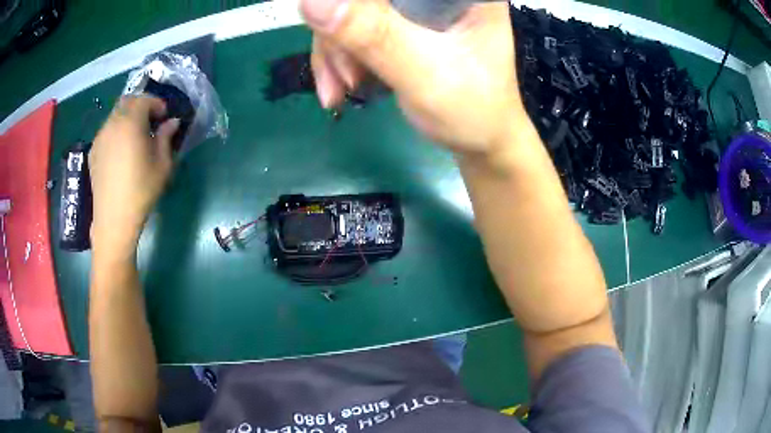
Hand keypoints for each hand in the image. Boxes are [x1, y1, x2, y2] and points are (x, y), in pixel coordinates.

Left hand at [89, 96, 178, 255]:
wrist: (114, 218)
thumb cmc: (141, 190)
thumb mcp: (162, 164)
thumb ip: (166, 137)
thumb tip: (171, 123)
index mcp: (131, 123)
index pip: (144, 100)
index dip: (157, 104)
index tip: (165, 116)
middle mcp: (112, 124)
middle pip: (127, 102)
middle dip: (141, 106)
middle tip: (150, 122)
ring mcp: (100, 137)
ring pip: (115, 116)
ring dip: (127, 118)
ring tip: (135, 137)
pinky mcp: (93, 152)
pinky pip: (106, 131)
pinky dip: (116, 131)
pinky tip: (121, 151)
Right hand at [301, 0, 523, 154]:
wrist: (480, 141)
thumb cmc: (470, 110)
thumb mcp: (424, 72)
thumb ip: (373, 35)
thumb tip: (311, 1)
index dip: (356, 5)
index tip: (333, 33)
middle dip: (341, 36)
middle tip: (344, 80)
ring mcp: (419, 9)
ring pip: (353, 12)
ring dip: (336, 53)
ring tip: (340, 91)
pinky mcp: (404, 26)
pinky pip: (355, 30)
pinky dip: (341, 58)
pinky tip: (340, 86)